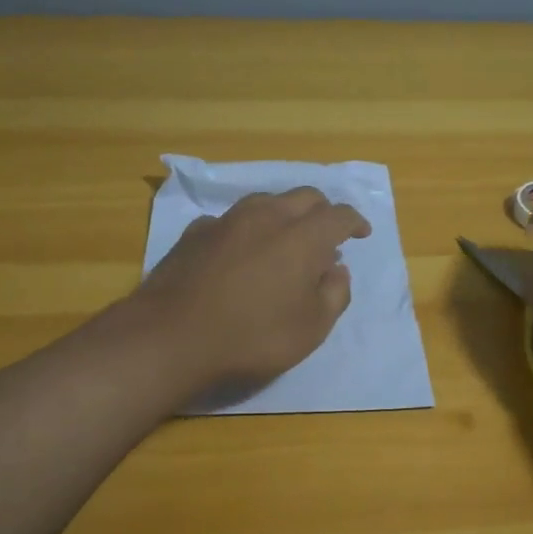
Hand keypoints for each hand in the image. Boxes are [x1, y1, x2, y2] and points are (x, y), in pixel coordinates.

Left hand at [132, 188, 371, 392]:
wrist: (171, 336)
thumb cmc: (252, 336)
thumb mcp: (311, 329)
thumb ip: (334, 295)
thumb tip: (337, 270)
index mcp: (303, 237)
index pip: (339, 215)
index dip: (355, 222)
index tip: (361, 233)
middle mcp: (267, 216)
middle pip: (304, 197)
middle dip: (322, 212)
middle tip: (327, 236)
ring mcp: (227, 220)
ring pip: (266, 202)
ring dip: (285, 215)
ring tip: (285, 241)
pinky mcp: (195, 233)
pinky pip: (232, 220)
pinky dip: (248, 230)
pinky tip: (241, 252)